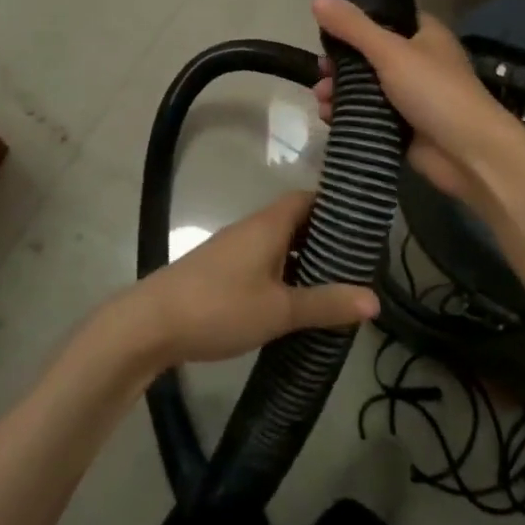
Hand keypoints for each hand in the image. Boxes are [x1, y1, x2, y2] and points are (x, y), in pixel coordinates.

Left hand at [111, 191, 377, 370]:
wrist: (149, 325)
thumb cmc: (220, 307)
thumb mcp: (280, 310)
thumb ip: (326, 304)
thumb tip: (375, 300)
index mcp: (269, 225)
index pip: (308, 199)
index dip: (336, 207)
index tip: (364, 226)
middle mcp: (251, 229)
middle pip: (295, 221)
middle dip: (325, 238)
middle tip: (357, 263)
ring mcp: (232, 250)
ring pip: (278, 245)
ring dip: (303, 259)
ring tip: (334, 285)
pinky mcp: (219, 272)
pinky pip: (262, 263)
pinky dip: (283, 274)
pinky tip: (293, 302)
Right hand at [312, 0, 524, 210]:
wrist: (469, 153)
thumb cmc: (435, 91)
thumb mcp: (390, 51)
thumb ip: (353, 27)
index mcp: (424, 35)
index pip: (386, 18)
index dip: (356, 21)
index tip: (326, 30)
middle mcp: (418, 62)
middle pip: (370, 56)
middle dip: (341, 64)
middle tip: (321, 72)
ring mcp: (412, 97)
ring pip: (367, 88)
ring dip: (341, 91)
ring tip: (321, 99)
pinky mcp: (404, 127)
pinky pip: (370, 115)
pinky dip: (350, 115)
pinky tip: (329, 118)